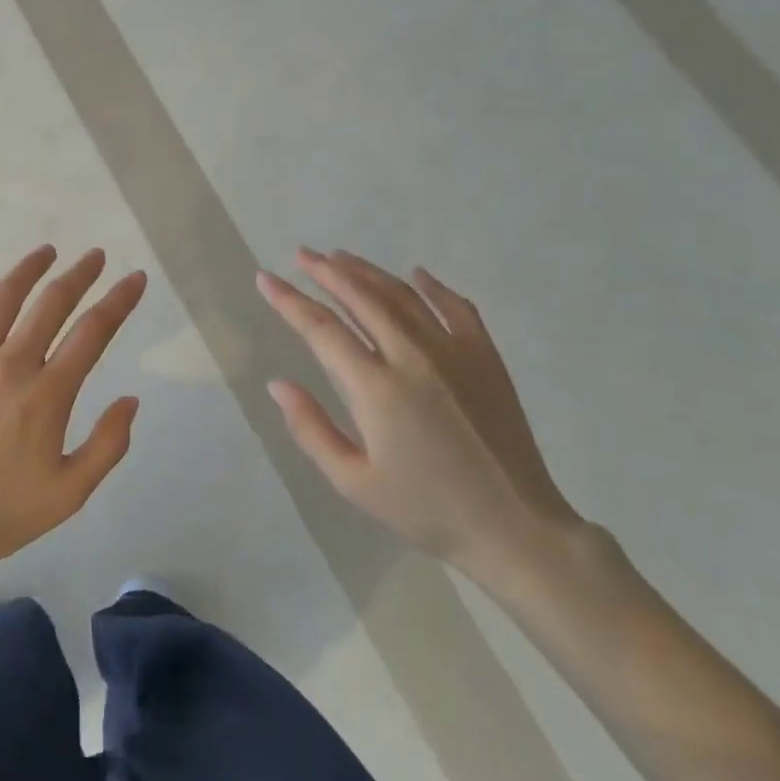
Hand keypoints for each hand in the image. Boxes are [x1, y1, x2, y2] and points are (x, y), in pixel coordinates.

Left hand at [0, 245, 146, 584]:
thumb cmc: (1, 513)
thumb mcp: (70, 493)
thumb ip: (108, 445)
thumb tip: (130, 399)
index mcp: (47, 394)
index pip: (93, 332)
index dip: (119, 301)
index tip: (134, 278)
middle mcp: (10, 365)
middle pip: (51, 304)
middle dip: (79, 275)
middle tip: (95, 256)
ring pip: (1, 299)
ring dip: (27, 270)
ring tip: (46, 251)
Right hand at [257, 248, 583, 573]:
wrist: (514, 526)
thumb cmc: (424, 508)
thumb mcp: (353, 481)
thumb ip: (310, 428)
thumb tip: (278, 384)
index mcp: (376, 388)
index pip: (321, 329)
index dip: (289, 300)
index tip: (265, 278)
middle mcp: (412, 356)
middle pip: (360, 298)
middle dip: (325, 272)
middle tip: (301, 254)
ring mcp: (454, 351)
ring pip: (402, 295)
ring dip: (367, 271)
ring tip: (340, 257)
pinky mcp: (486, 356)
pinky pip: (456, 307)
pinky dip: (432, 286)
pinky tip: (415, 275)